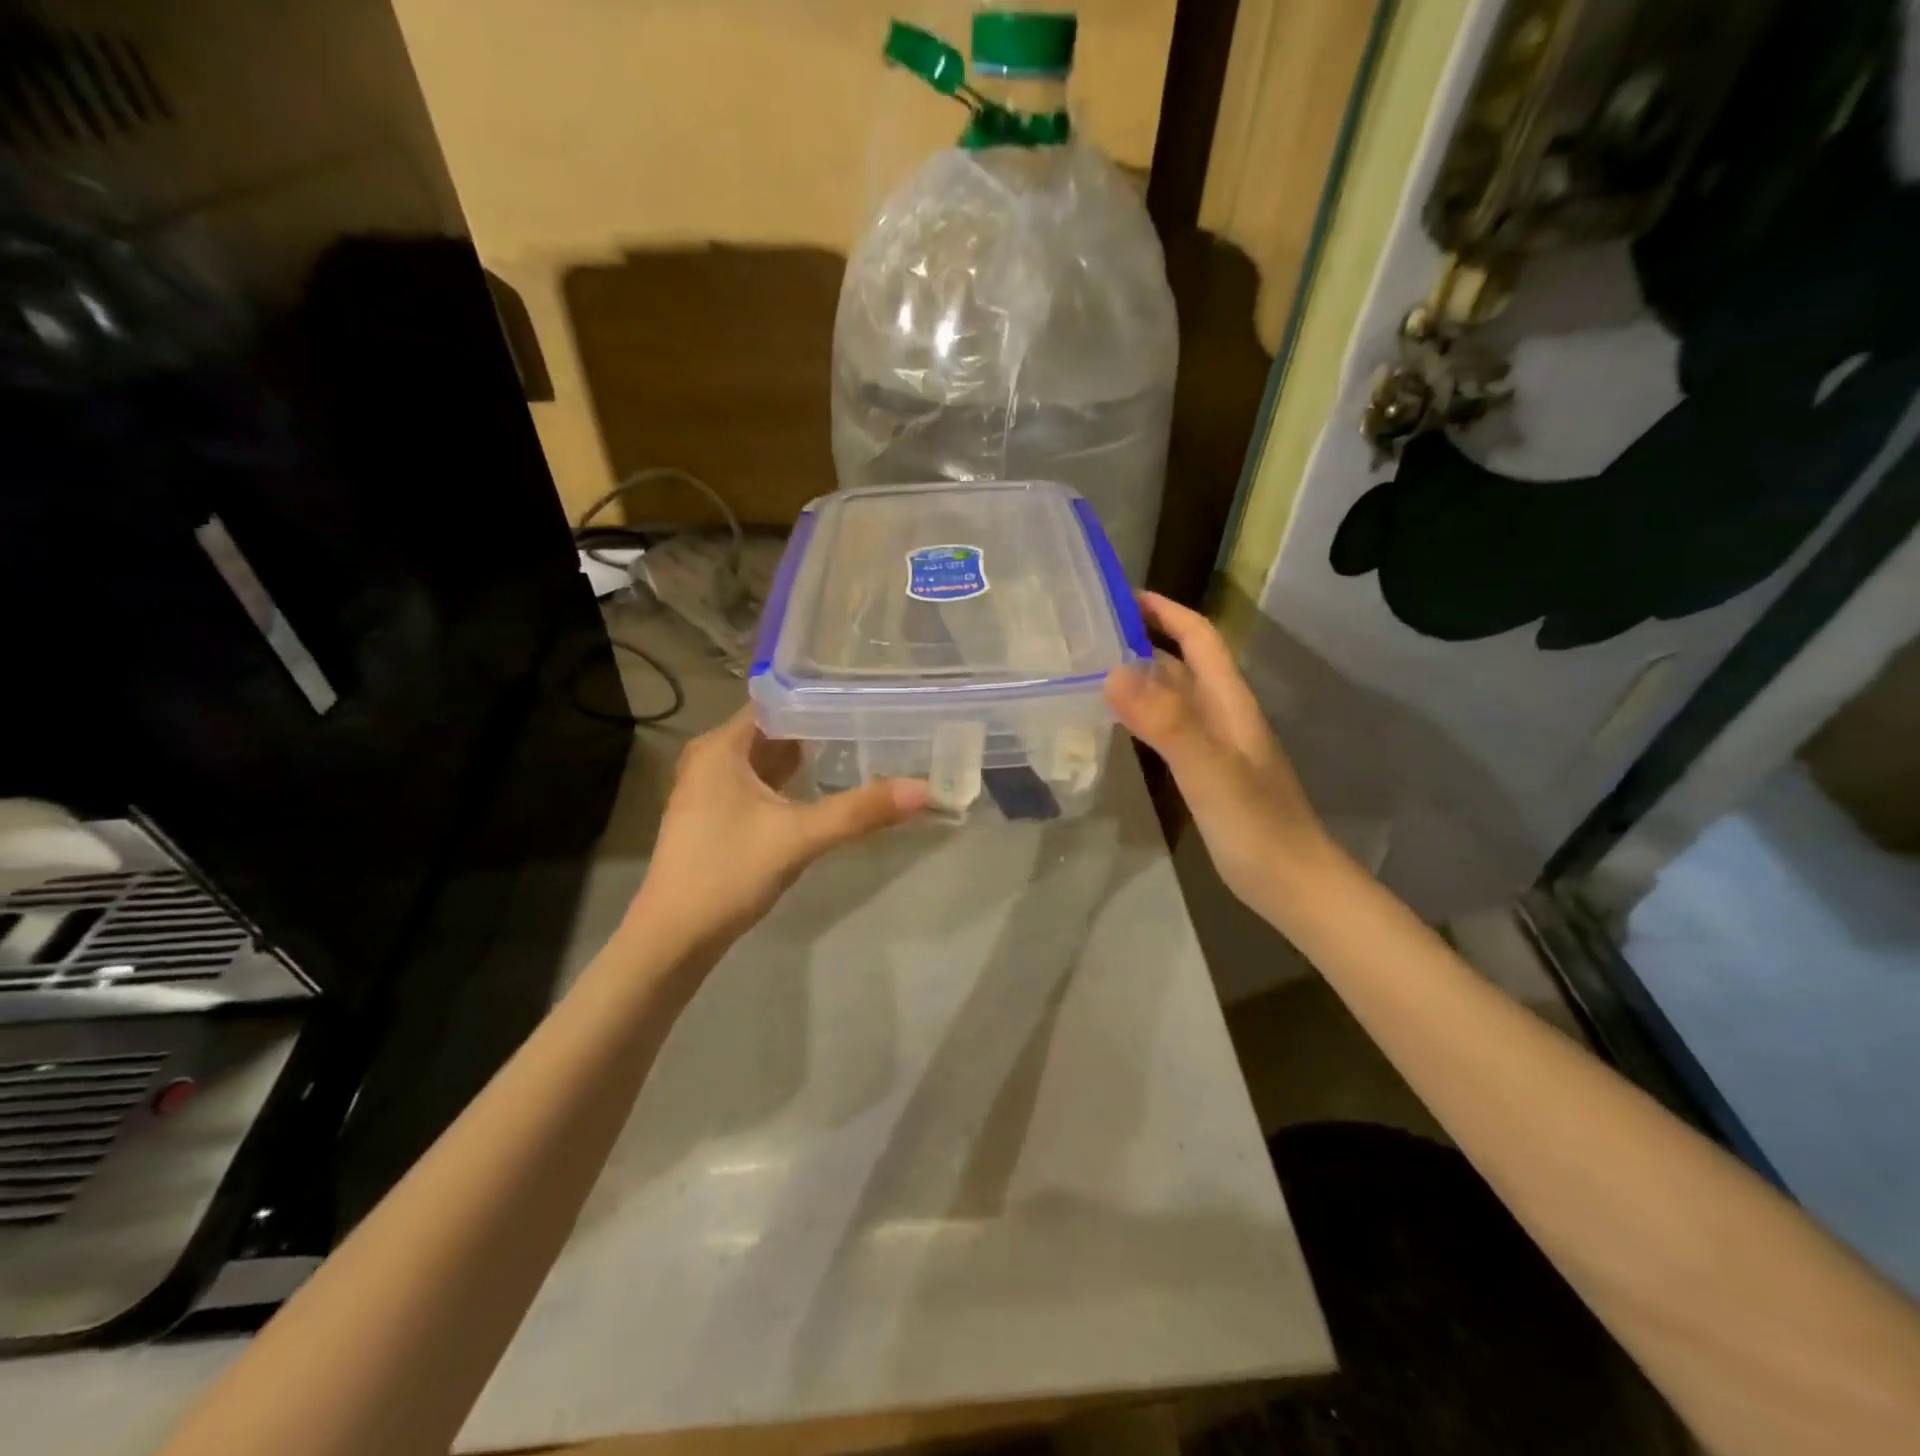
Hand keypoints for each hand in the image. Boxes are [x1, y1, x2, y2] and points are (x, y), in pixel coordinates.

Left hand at [631, 707, 928, 948]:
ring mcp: (711, 788)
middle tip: (873, 718)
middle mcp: (712, 758)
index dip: (819, 696)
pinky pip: (761, 782)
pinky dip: (791, 780)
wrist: (673, 939)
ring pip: (767, 758)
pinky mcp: (718, 815)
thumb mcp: (798, 838)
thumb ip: (860, 811)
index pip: (777, 701)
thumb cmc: (727, 873)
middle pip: (774, 728)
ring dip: (806, 754)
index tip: (865, 694)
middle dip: (820, 726)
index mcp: (720, 747)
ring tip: (859, 744)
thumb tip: (923, 790)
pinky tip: (824, 784)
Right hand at [1104, 593, 1333, 917]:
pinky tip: (1119, 724)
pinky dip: (1144, 714)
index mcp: (1229, 702)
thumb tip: (1113, 670)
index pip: (1199, 639)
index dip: (1167, 612)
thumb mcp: (1209, 770)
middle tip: (1091, 634)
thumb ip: (1166, 721)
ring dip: (1142, 676)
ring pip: (1176, 695)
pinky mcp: (1207, 773)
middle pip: (1185, 663)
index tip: (1122, 596)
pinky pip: (1170, 728)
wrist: (1293, 883)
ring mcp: (1216, 745)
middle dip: (1145, 639)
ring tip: (1093, 670)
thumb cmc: (1255, 825)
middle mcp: (1223, 714)